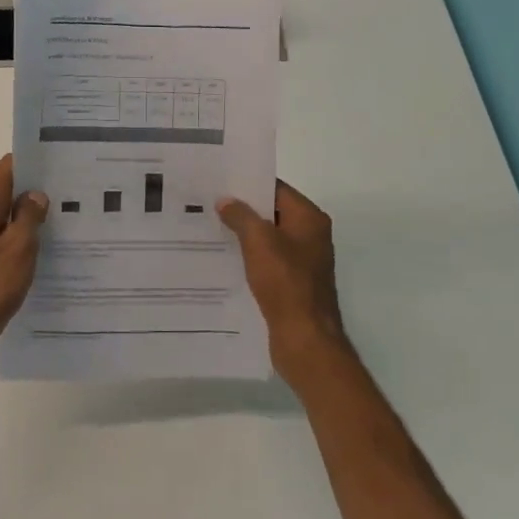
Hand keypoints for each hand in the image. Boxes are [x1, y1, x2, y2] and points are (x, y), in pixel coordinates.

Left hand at [0, 155, 47, 361]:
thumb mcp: (18, 250)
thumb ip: (28, 217)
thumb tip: (35, 193)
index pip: (6, 169)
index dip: (31, 162)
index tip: (58, 163)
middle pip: (3, 190)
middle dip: (32, 189)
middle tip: (67, 192)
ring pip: (0, 214)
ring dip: (24, 214)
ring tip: (59, 218)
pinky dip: (14, 235)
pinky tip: (37, 247)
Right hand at [217, 180, 350, 384]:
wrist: (305, 338)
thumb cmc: (285, 283)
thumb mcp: (259, 242)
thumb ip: (241, 216)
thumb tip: (226, 201)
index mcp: (309, 219)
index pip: (277, 189)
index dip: (249, 183)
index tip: (219, 180)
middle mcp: (310, 236)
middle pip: (272, 212)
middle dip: (242, 209)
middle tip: (208, 202)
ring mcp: (303, 261)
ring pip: (268, 239)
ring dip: (243, 234)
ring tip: (209, 228)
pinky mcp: (293, 284)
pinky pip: (267, 261)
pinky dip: (249, 257)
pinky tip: (224, 259)